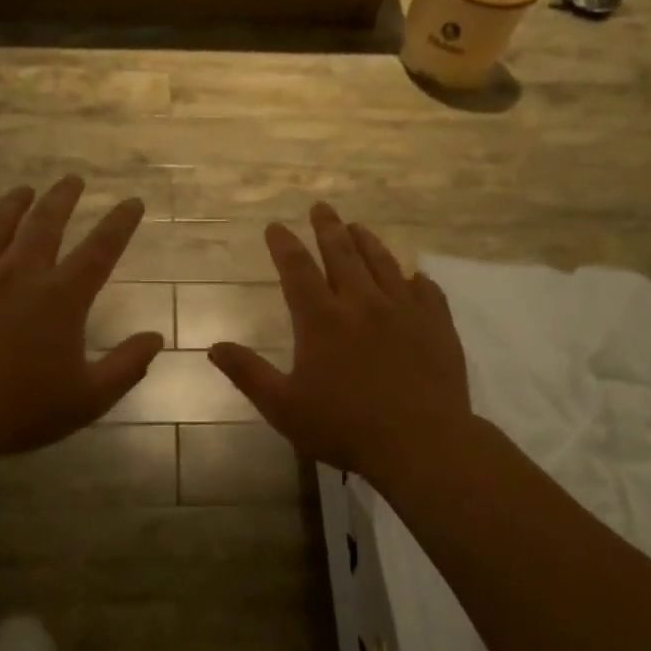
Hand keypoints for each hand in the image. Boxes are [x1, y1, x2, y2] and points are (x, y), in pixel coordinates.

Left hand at [0, 177, 163, 470]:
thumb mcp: (88, 398)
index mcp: (62, 296)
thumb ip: (127, 366)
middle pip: (47, 221)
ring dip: (17, 203)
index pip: (101, 248)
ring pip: (0, 224)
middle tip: (73, 179)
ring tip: (25, 190)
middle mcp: (22, 272)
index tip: (132, 202)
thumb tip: (156, 338)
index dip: (120, 223)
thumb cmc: (20, 409)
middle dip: (64, 197)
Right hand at [208, 204, 470, 488]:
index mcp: (321, 319)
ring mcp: (404, 310)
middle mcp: (362, 303)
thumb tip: (213, 347)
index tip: (276, 226)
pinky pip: (427, 291)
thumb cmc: (344, 427)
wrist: (421, 443)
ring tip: (358, 226)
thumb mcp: (283, 407)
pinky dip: (416, 279)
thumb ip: (248, 374)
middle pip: (342, 253)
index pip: (297, 269)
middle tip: (321, 207)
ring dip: (367, 241)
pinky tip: (414, 276)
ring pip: (383, 263)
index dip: (284, 245)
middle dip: (328, 227)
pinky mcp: (437, 325)